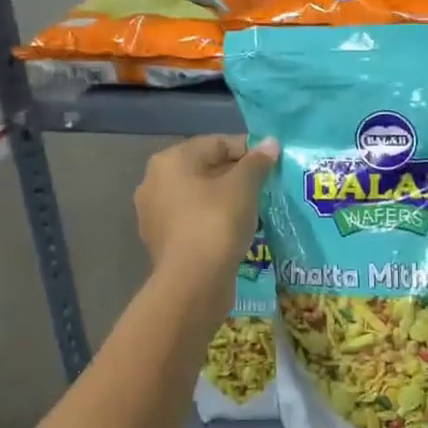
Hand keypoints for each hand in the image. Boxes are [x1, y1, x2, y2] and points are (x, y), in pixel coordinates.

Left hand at [135, 135, 278, 285]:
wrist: (193, 283)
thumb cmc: (216, 222)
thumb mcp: (243, 186)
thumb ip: (257, 162)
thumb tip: (271, 143)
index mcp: (170, 160)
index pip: (217, 143)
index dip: (248, 150)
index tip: (272, 163)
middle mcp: (155, 181)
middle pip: (205, 168)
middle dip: (237, 175)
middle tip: (266, 186)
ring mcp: (154, 213)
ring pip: (199, 196)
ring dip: (226, 199)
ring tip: (255, 208)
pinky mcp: (162, 241)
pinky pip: (194, 220)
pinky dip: (214, 220)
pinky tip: (236, 230)